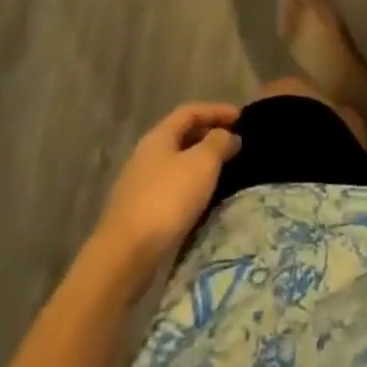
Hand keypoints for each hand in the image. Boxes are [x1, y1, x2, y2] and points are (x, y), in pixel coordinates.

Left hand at [96, 104, 241, 269]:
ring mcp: (139, 184)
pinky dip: (190, 184)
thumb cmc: (167, 199)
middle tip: (234, 143)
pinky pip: (171, 186)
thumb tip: (228, 136)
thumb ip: (218, 143)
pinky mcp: (139, 211)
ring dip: (200, 162)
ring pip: (176, 163)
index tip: (241, 117)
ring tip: (224, 170)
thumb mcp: (202, 164)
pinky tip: (202, 198)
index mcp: (158, 137)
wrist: (125, 256)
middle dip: (209, 135)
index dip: (217, 110)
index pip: (190, 111)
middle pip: (181, 135)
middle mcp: (146, 155)